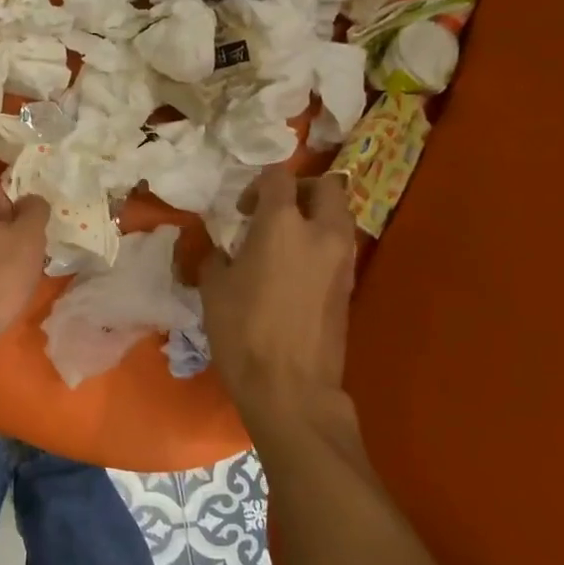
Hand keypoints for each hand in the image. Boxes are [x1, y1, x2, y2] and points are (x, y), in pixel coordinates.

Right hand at [201, 166, 362, 458]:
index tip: (242, 210)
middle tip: (273, 212)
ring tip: (284, 243)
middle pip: (326, 185)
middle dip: (300, 189)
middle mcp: (321, 232)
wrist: (290, 387)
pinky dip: (321, 244)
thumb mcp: (213, 288)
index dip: (258, 184)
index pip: (279, 177)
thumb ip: (216, 255)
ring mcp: (343, 259)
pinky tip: (294, 271)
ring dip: (315, 216)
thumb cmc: (243, 332)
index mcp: (282, 224)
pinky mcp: (350, 285)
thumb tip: (222, 248)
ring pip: (340, 215)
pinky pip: (340, 246)